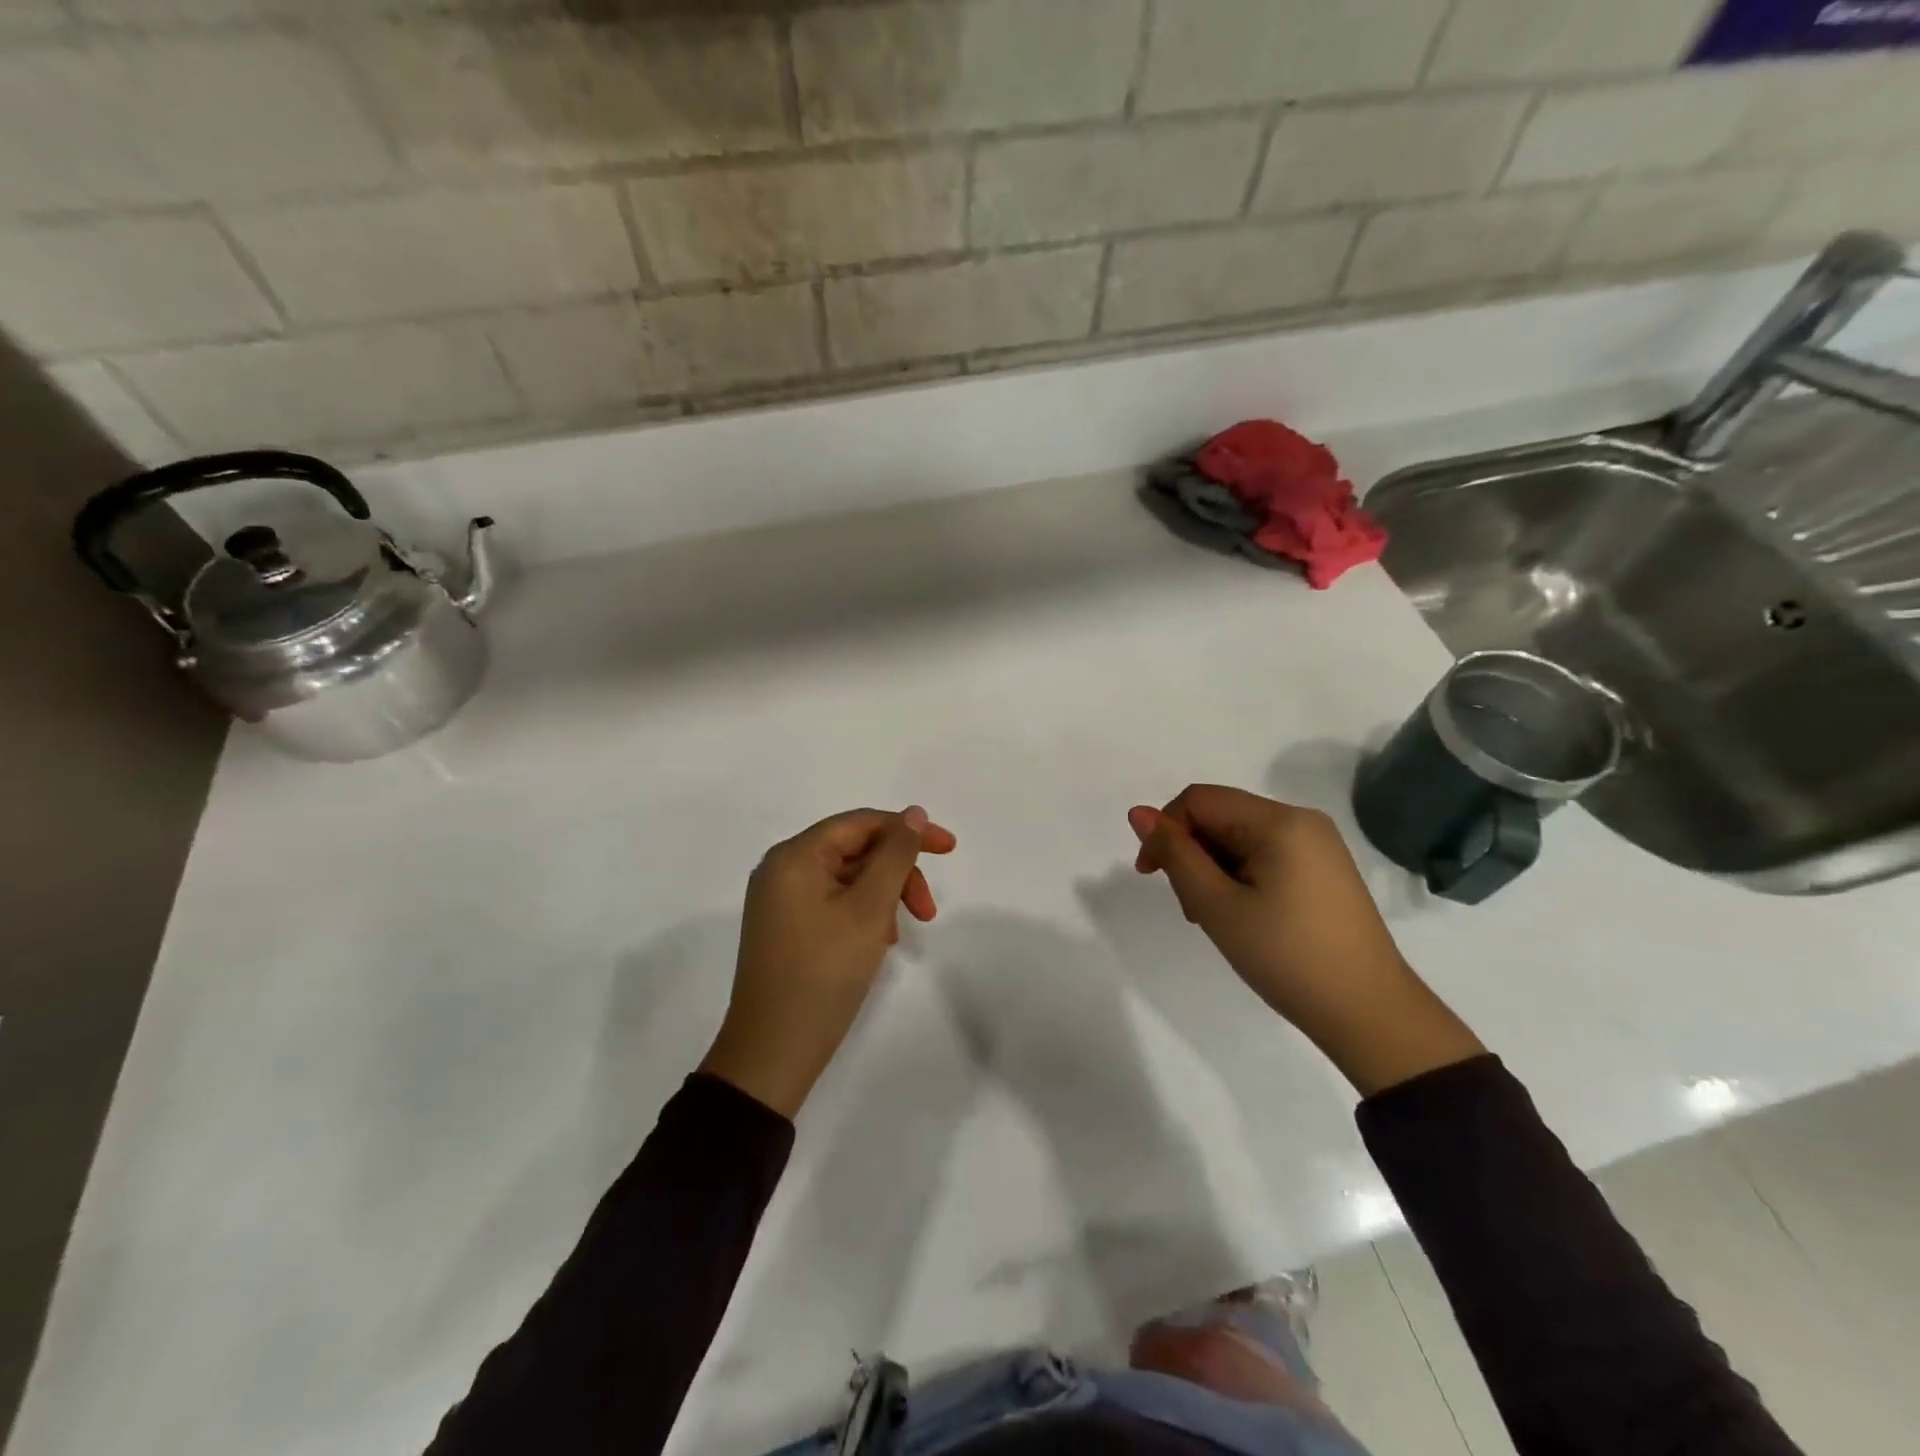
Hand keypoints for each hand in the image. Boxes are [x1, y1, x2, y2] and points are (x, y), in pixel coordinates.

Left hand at [700, 806, 956, 1117]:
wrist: (772, 1052)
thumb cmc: (823, 973)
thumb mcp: (869, 909)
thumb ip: (895, 855)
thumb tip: (913, 814)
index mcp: (794, 856)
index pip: (861, 823)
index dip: (908, 830)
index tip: (950, 849)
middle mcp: (782, 870)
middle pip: (855, 850)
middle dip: (897, 873)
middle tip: (927, 912)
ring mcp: (781, 901)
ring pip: (848, 879)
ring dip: (883, 896)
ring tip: (897, 936)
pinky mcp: (785, 929)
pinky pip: (833, 903)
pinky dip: (863, 914)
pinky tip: (878, 943)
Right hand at [1128, 786, 1481, 1095]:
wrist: (1368, 1014)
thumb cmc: (1286, 957)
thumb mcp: (1217, 905)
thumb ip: (1175, 854)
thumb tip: (1138, 812)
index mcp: (1279, 821)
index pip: (1198, 800)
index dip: (1165, 830)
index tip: (1150, 876)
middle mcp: (1301, 820)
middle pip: (1220, 816)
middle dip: (1191, 854)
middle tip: (1192, 909)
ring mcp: (1318, 845)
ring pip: (1239, 838)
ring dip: (1213, 870)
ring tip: (1216, 919)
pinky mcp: (1324, 870)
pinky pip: (1265, 855)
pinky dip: (1240, 878)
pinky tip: (1243, 916)